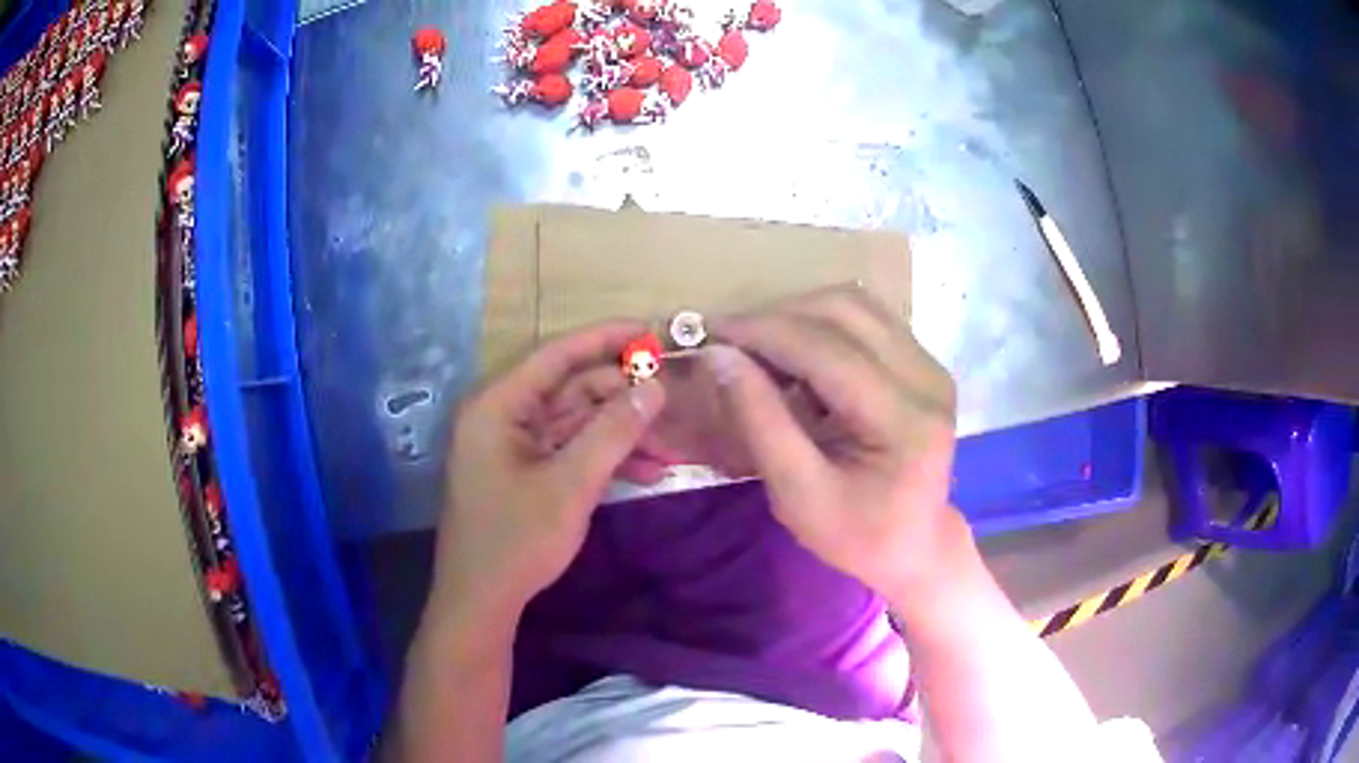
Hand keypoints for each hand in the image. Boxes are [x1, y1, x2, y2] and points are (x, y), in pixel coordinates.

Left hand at [428, 322, 665, 621]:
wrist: (481, 601)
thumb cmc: (517, 539)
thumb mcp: (571, 484)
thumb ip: (614, 431)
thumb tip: (655, 387)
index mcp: (498, 405)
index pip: (557, 354)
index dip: (606, 339)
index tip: (651, 332)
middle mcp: (502, 415)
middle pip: (571, 389)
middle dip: (623, 399)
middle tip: (673, 405)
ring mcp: (512, 445)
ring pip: (576, 422)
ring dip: (622, 434)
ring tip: (670, 451)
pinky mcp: (524, 471)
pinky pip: (569, 450)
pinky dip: (605, 458)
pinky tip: (648, 474)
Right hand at [706, 287, 960, 598]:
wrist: (916, 547)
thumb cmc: (857, 536)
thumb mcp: (798, 495)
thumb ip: (760, 421)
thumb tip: (719, 355)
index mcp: (905, 420)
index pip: (827, 350)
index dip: (764, 332)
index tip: (710, 332)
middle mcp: (927, 379)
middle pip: (844, 310)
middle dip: (778, 317)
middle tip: (731, 343)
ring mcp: (930, 365)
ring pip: (855, 305)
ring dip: (799, 316)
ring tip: (760, 350)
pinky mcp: (923, 363)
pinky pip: (865, 321)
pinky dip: (821, 327)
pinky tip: (797, 359)